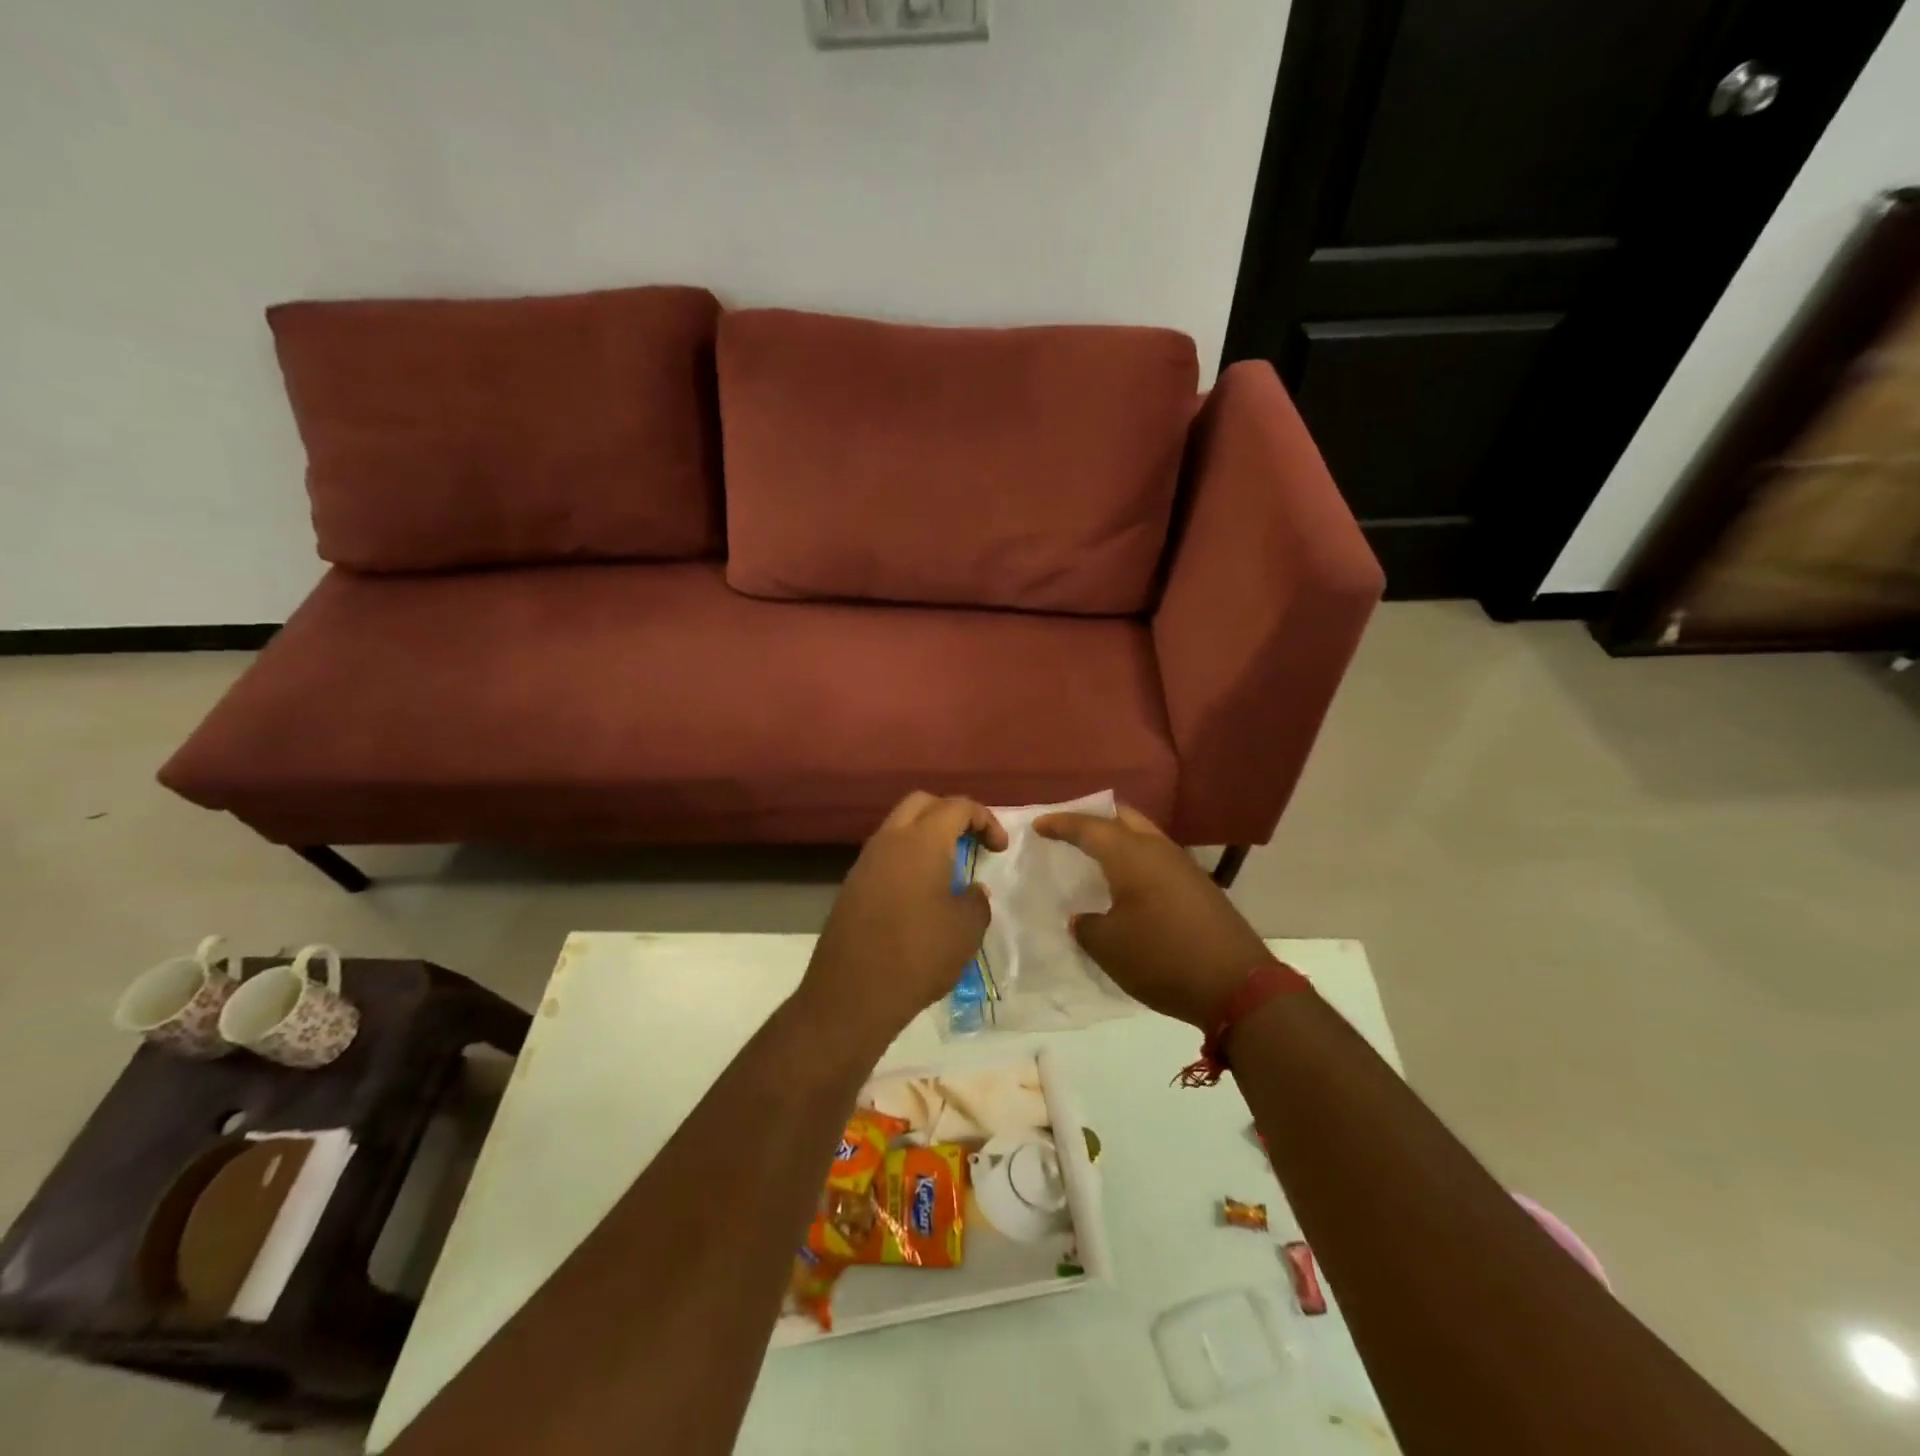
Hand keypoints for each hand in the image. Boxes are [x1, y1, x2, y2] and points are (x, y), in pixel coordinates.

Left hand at [800, 792, 1008, 1046]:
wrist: (852, 993)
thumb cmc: (918, 955)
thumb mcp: (965, 930)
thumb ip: (975, 901)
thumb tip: (970, 890)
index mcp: (921, 841)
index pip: (957, 806)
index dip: (985, 819)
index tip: (999, 849)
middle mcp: (889, 840)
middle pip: (922, 804)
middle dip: (951, 814)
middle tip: (972, 842)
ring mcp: (865, 861)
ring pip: (899, 827)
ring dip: (926, 835)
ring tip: (949, 868)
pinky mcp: (852, 885)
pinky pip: (885, 854)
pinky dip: (908, 858)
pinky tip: (921, 891)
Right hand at [1033, 805, 1269, 1028]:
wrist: (1237, 984)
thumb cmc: (1162, 957)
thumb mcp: (1109, 947)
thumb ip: (1087, 926)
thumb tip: (1085, 918)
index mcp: (1131, 855)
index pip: (1089, 827)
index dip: (1061, 824)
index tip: (1038, 825)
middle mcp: (1158, 850)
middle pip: (1123, 818)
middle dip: (1095, 819)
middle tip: (1071, 831)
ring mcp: (1184, 867)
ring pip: (1145, 837)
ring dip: (1119, 840)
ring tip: (1096, 856)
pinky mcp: (1199, 887)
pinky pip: (1158, 859)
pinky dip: (1137, 861)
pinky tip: (1128, 884)